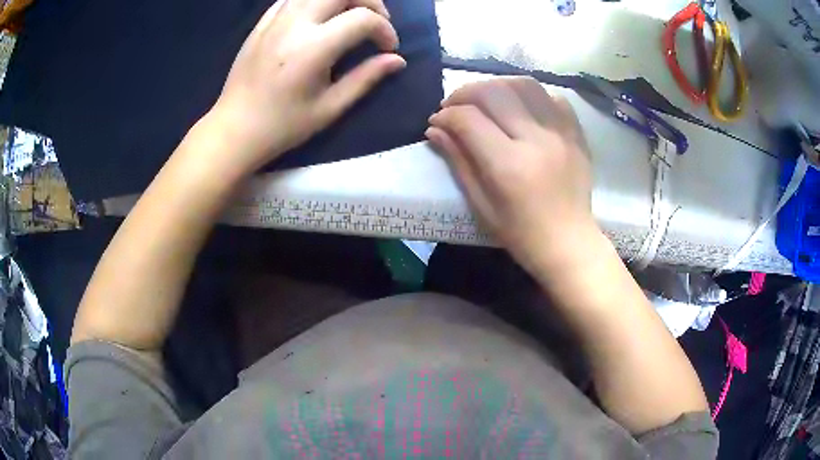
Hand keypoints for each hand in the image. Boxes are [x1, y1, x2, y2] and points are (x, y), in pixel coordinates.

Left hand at [209, 0, 406, 174]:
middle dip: (369, 1)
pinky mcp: (262, 23)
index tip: (388, 49)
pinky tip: (320, 16)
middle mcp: (294, 25)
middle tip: (374, 22)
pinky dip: (315, 0)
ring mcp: (275, 20)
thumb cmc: (282, 125)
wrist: (234, 129)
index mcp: (312, 49)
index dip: (385, 30)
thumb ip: (365, 78)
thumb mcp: (329, 108)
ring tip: (350, 16)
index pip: (363, 19)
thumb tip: (397, 60)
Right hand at [426, 78, 597, 275]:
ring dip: (497, 86)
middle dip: (465, 93)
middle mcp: (537, 140)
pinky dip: (530, 95)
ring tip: (486, 100)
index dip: (446, 115)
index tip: (437, 121)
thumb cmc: (521, 234)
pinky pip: (552, 97)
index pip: (469, 119)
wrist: (569, 243)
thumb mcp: (481, 205)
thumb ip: (459, 161)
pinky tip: (520, 108)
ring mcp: (561, 133)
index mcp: (509, 165)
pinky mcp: (576, 133)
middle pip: (494, 92)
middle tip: (455, 106)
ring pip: (524, 84)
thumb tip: (435, 129)